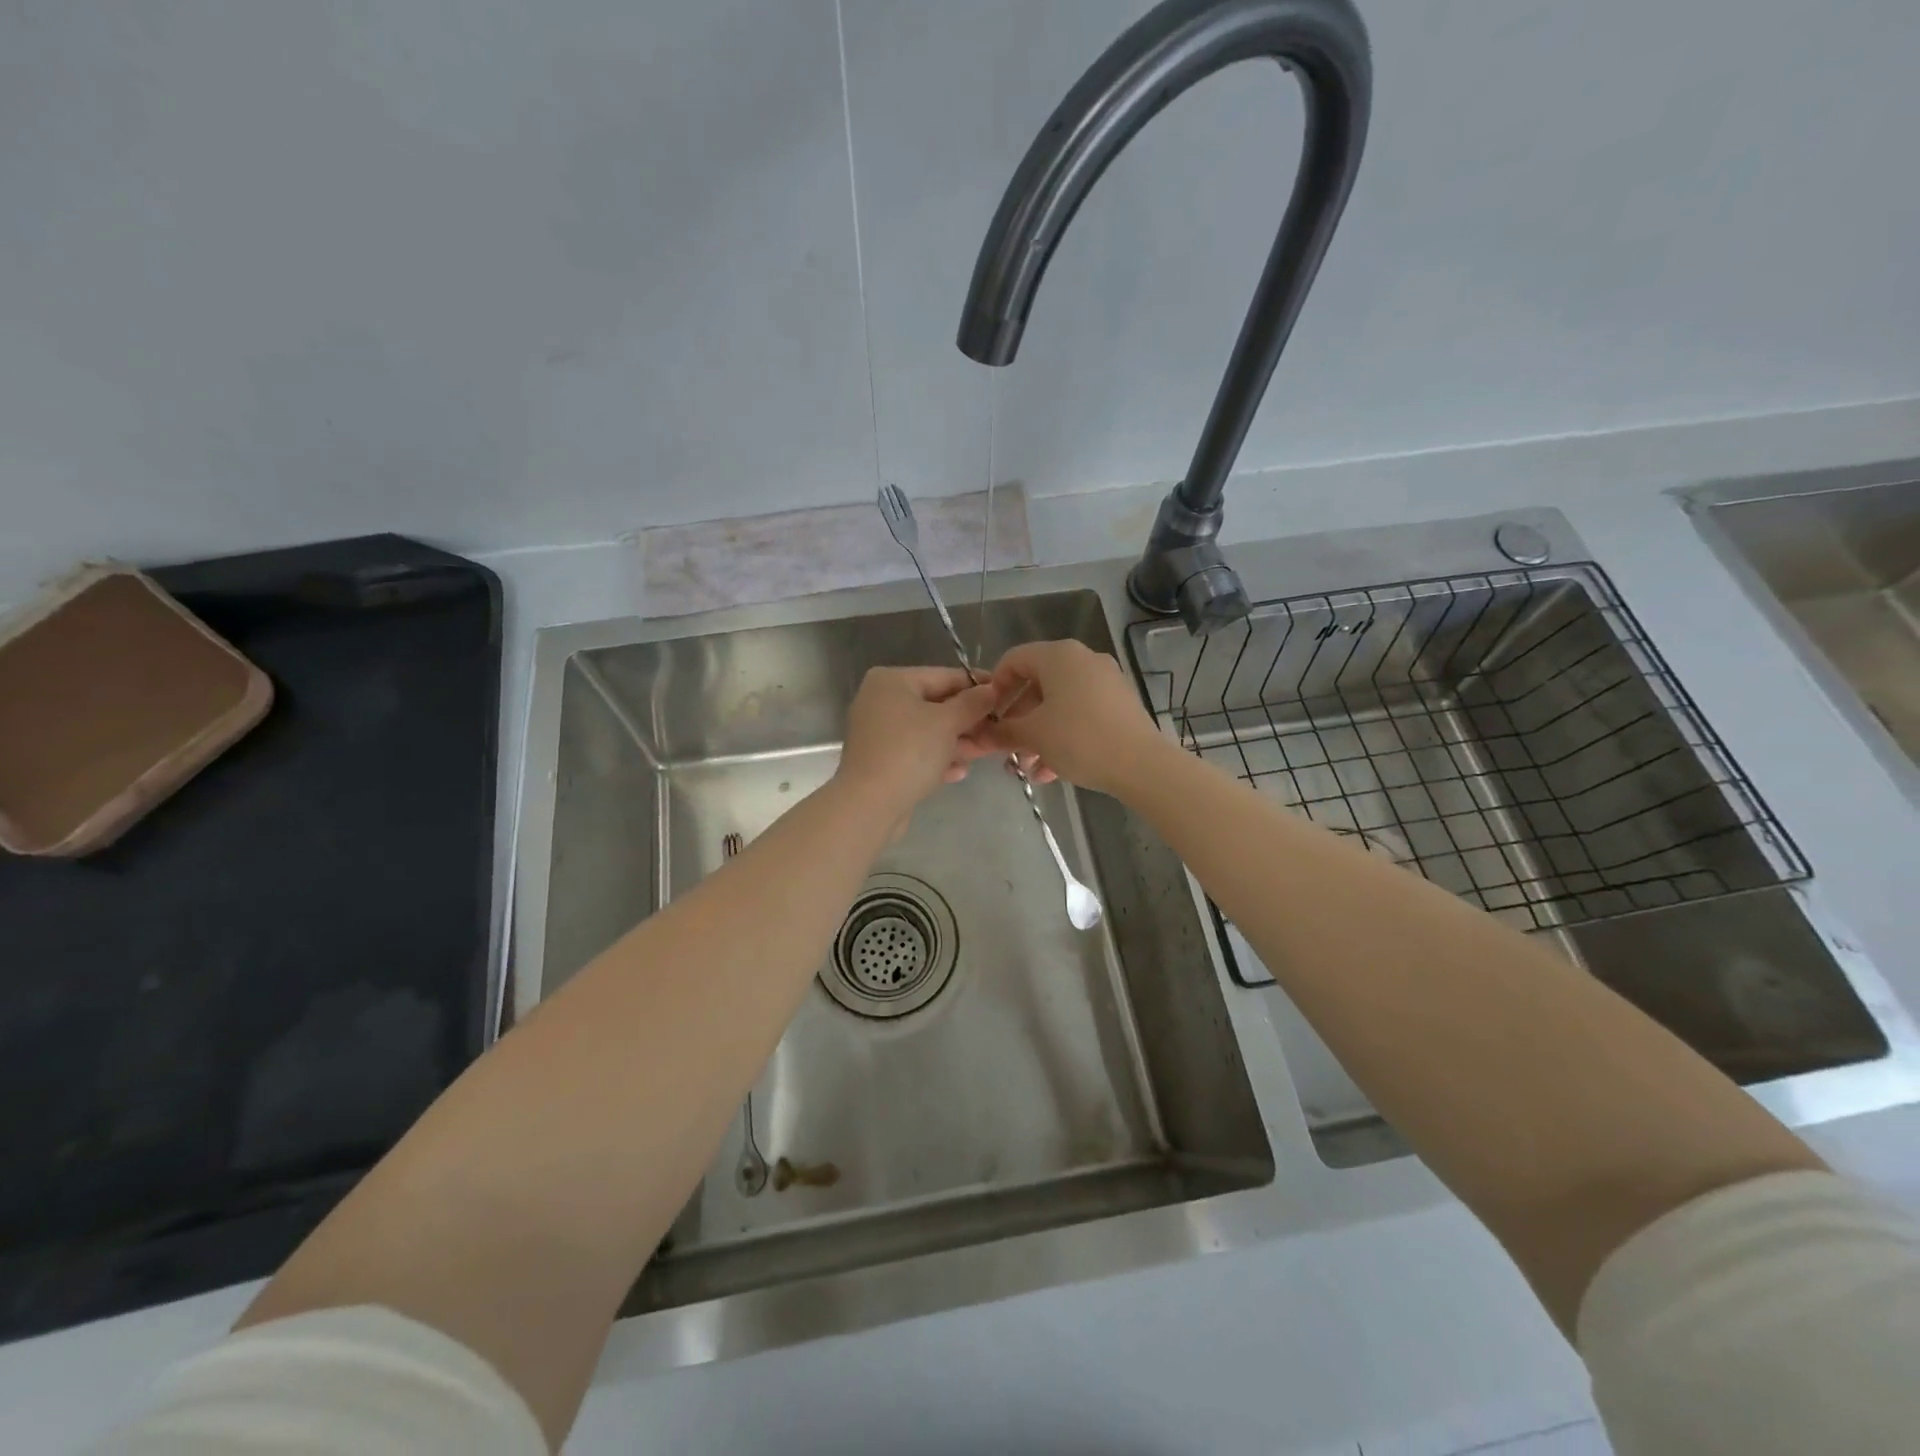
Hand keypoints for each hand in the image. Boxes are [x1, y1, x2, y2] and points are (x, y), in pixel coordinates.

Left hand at [835, 666, 1000, 816]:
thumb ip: (972, 703)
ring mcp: (879, 732)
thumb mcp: (947, 723)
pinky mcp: (880, 760)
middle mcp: (881, 701)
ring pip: (927, 732)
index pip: (944, 676)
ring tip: (983, 753)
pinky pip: (916, 753)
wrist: (869, 804)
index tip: (1005, 695)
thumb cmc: (909, 752)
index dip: (977, 686)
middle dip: (968, 721)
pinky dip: (937, 759)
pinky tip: (958, 772)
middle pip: (935, 705)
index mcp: (892, 681)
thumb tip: (992, 689)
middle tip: (998, 731)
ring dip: (956, 742)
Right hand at [975, 640, 1167, 796]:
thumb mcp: (1033, 735)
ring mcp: (1105, 681)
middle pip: (1037, 685)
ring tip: (1028, 768)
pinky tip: (1052, 771)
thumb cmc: (1079, 739)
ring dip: (1038, 734)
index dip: (994, 687)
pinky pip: (1080, 714)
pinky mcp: (1119, 704)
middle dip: (1017, 720)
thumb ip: (1003, 731)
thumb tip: (980, 735)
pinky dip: (1062, 736)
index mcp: (1059, 656)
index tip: (987, 716)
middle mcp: (1083, 660)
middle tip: (1005, 748)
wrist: (1141, 764)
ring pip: (1058, 704)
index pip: (1014, 660)